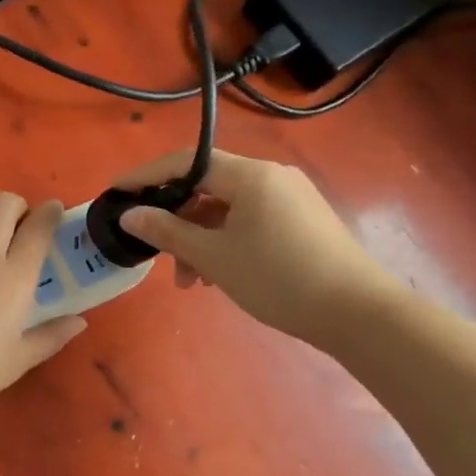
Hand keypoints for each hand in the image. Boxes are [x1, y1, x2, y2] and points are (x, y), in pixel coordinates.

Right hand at [115, 148, 401, 348]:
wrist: (358, 313)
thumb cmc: (278, 278)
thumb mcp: (214, 256)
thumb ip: (167, 231)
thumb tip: (130, 215)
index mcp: (250, 175)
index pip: (185, 162)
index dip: (146, 176)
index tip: (116, 192)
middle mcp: (271, 177)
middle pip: (207, 187)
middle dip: (177, 221)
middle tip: (159, 255)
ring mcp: (291, 199)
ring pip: (228, 209)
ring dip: (201, 239)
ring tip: (192, 281)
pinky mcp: (303, 222)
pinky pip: (250, 221)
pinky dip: (226, 242)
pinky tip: (220, 275)